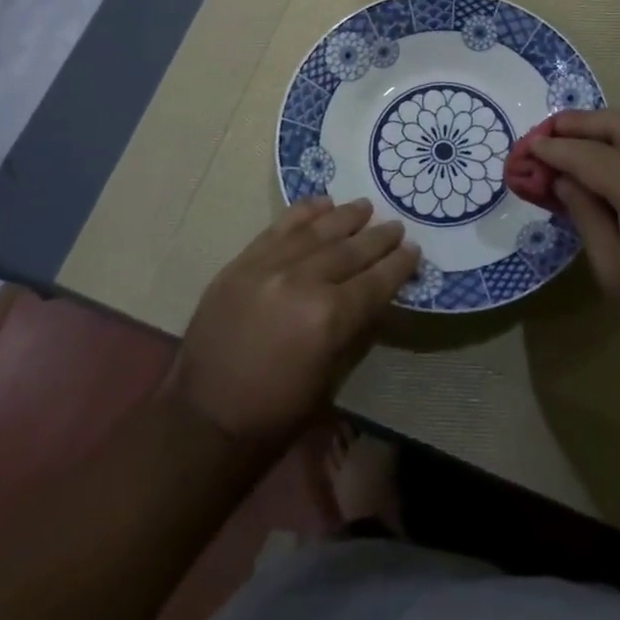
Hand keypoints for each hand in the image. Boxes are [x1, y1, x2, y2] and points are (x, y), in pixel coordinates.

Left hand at [168, 196, 419, 445]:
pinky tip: (322, 203)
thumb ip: (354, 329)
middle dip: (378, 238)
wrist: (205, 417)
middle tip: (395, 226)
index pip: (375, 282)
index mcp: (329, 318)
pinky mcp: (242, 262)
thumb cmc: (276, 411)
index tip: (413, 249)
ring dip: (345, 217)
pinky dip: (303, 213)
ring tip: (365, 206)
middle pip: (350, 251)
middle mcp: (302, 282)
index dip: (398, 265)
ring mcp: (269, 266)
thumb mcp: (330, 377)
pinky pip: (279, 228)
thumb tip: (376, 296)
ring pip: (317, 231)